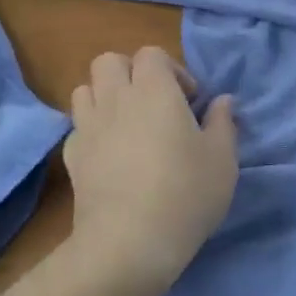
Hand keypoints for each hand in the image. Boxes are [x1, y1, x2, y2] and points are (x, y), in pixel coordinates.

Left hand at [64, 47, 237, 295]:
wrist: (129, 242)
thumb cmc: (186, 193)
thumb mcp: (222, 159)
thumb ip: (223, 123)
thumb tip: (223, 101)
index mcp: (154, 90)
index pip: (151, 54)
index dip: (171, 70)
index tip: (189, 101)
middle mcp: (116, 99)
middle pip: (109, 61)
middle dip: (131, 73)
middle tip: (155, 104)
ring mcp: (88, 127)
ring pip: (85, 89)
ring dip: (106, 96)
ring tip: (128, 124)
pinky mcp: (72, 157)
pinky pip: (78, 127)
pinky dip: (92, 130)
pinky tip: (110, 154)